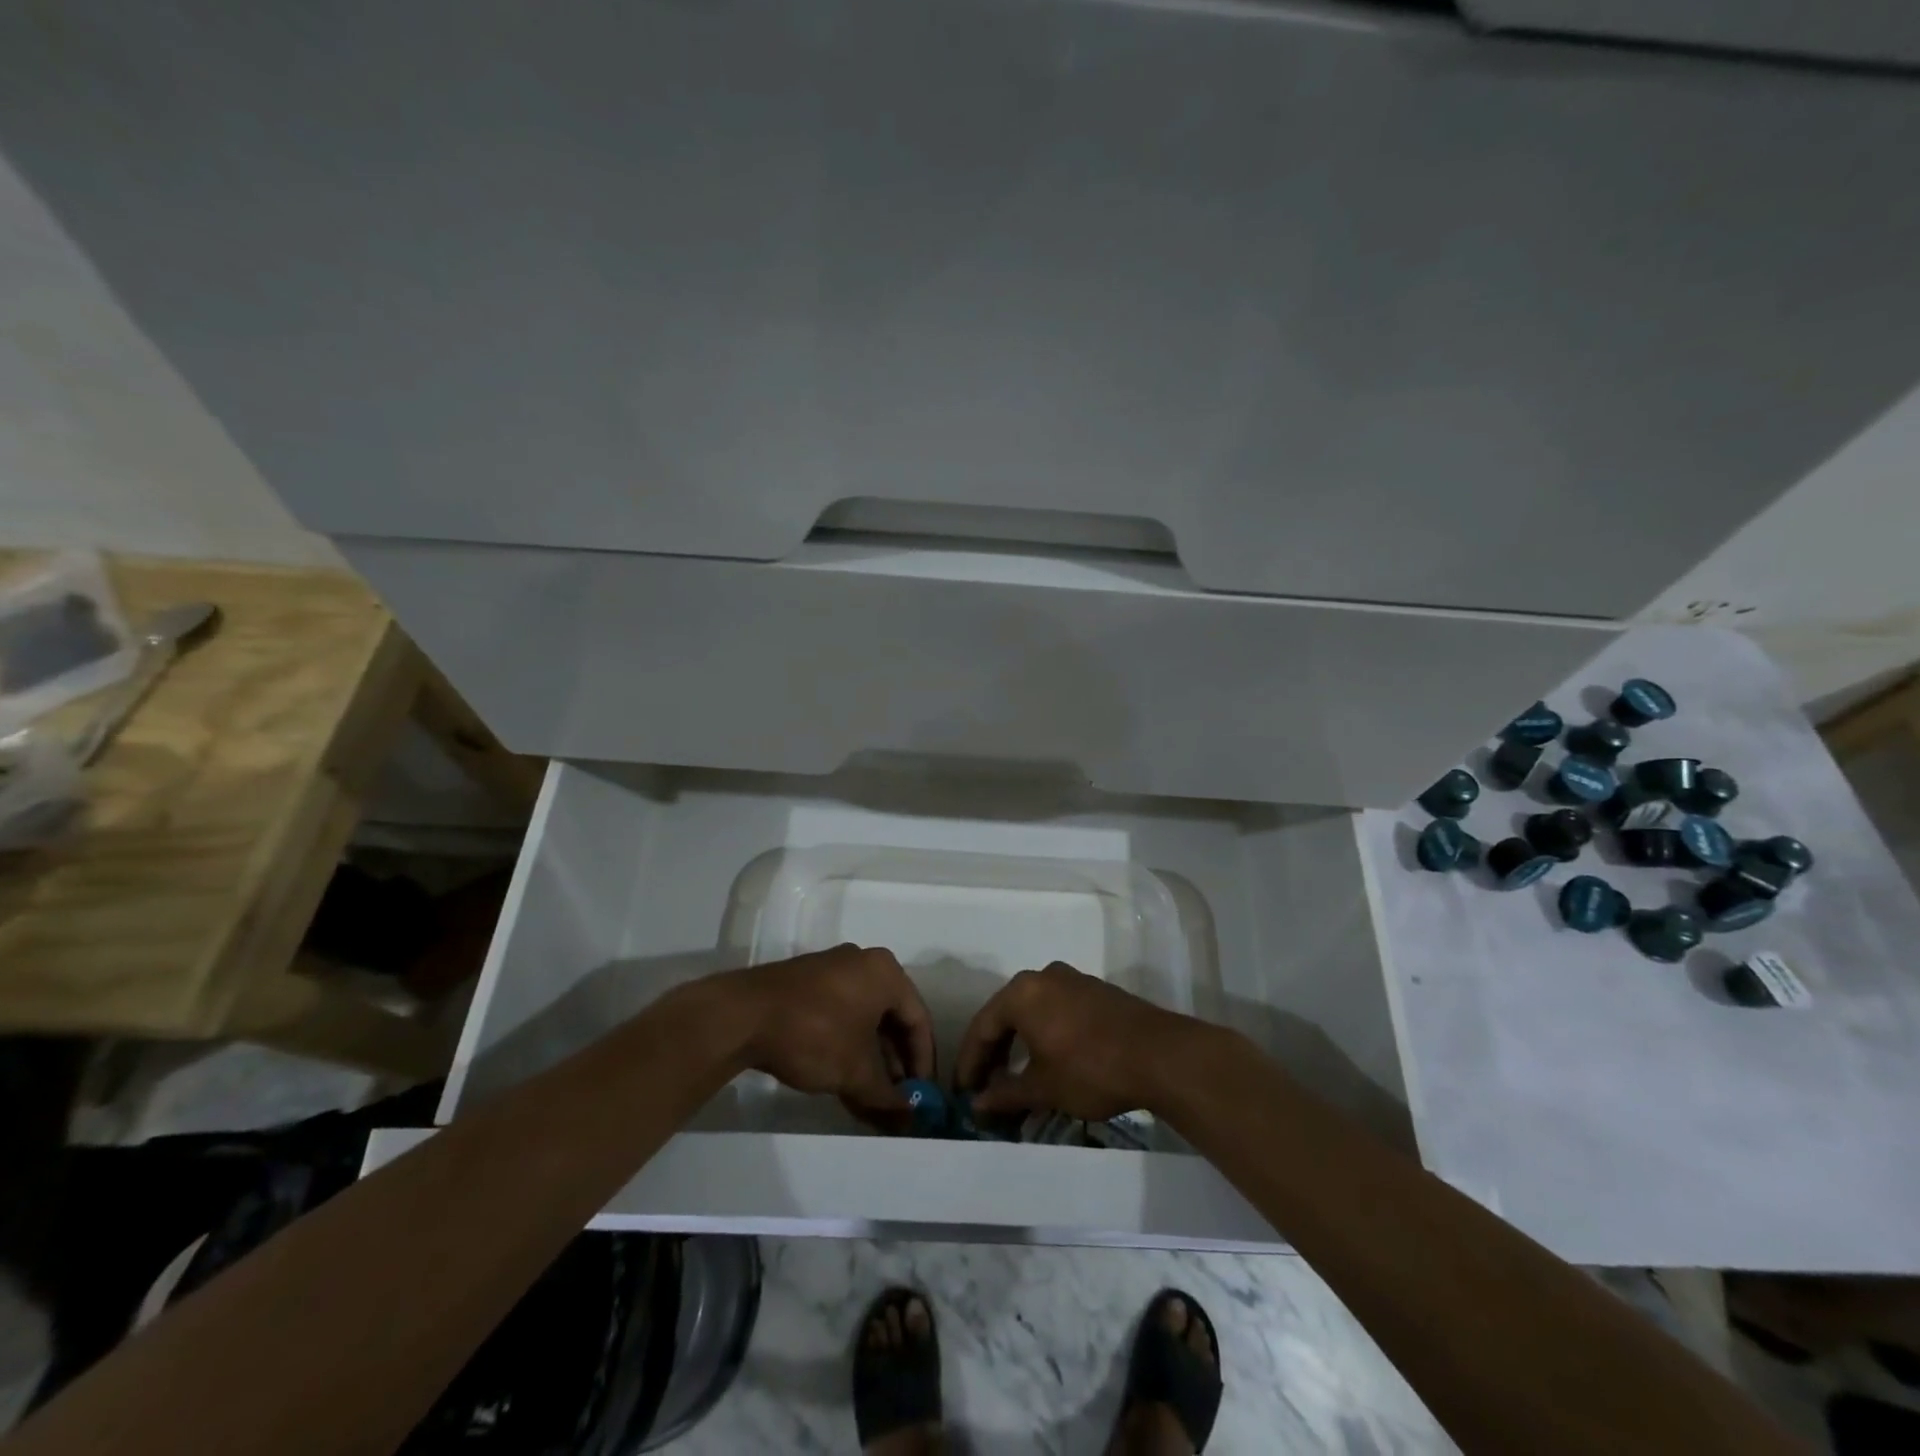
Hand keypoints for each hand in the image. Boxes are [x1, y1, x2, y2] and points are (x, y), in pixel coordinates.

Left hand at [724, 945, 934, 1120]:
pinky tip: (845, 1084)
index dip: (924, 1062)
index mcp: (885, 973)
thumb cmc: (814, 1034)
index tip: (923, 1097)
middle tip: (897, 1102)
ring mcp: (833, 971)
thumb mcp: (856, 1071)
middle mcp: (864, 964)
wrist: (742, 1015)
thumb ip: (887, 1096)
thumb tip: (910, 1119)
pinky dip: (848, 1049)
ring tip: (872, 1102)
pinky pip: (842, 1017)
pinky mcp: (808, 985)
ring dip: (871, 1062)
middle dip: (896, 1065)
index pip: (919, 1020)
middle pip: (892, 1020)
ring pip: (865, 1021)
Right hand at [956, 962, 1196, 1122]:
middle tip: (985, 1086)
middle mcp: (1043, 976)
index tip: (963, 1091)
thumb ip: (1006, 1093)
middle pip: (1006, 1014)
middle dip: (993, 1052)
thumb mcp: (1044, 1087)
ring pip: (1033, 1011)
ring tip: (1014, 1076)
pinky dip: (1044, 1033)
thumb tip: (978, 1104)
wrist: (1159, 1054)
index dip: (970, 1062)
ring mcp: (1072, 979)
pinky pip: (1056, 1009)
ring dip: (1019, 1042)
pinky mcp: (1095, 991)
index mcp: (1022, 993)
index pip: (982, 1027)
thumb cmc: (1091, 1068)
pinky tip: (1048, 1059)